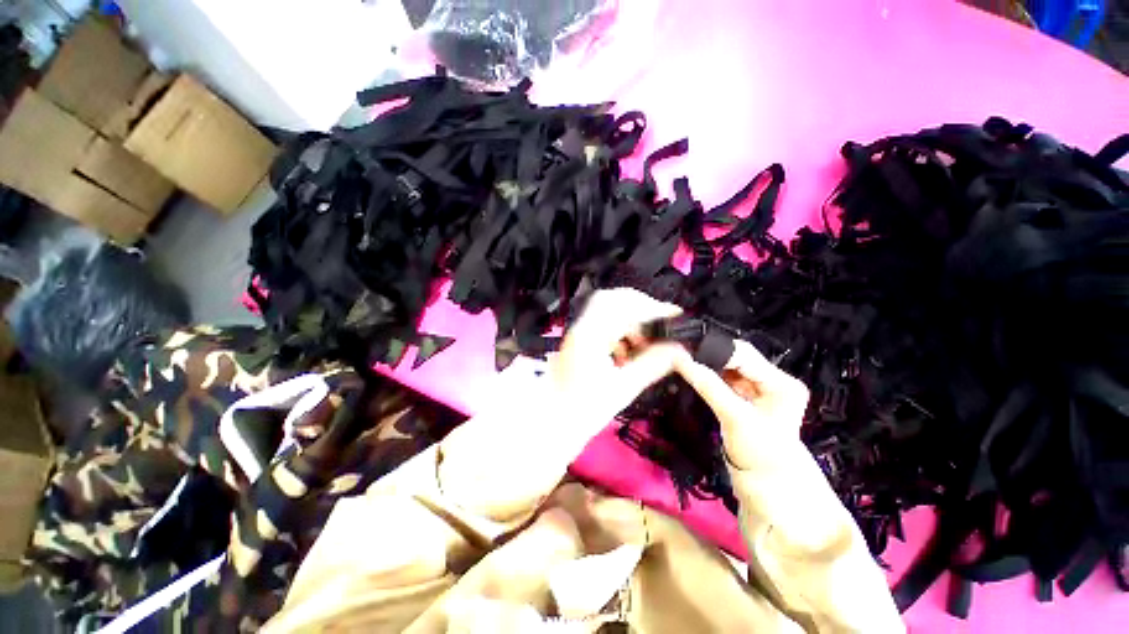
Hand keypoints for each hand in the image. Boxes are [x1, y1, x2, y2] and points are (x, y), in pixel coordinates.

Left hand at [547, 288, 684, 438]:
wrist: (552, 421)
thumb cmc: (584, 409)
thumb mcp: (623, 388)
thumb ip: (652, 365)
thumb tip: (679, 351)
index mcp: (591, 335)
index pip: (623, 307)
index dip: (652, 306)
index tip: (674, 313)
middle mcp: (582, 327)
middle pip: (612, 299)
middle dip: (640, 306)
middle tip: (660, 320)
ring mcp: (579, 333)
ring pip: (607, 311)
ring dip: (629, 319)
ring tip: (645, 342)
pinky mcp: (579, 341)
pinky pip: (602, 325)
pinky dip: (619, 331)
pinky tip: (627, 352)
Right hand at [672, 339, 809, 470]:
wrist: (768, 484)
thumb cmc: (759, 454)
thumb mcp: (734, 418)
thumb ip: (709, 387)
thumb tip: (681, 360)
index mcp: (782, 383)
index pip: (745, 354)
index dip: (717, 350)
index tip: (688, 351)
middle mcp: (775, 379)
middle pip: (738, 357)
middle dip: (711, 356)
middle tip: (684, 355)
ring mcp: (761, 387)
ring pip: (730, 367)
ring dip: (709, 365)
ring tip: (686, 362)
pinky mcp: (749, 394)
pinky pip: (726, 378)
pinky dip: (711, 376)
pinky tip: (696, 373)